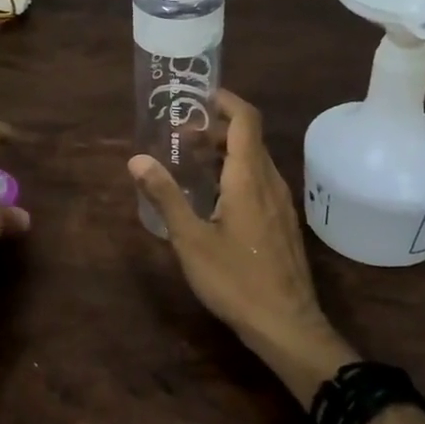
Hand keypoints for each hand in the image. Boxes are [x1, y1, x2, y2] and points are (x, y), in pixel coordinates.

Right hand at [130, 90, 354, 401]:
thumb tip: (136, 160)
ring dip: (225, 151)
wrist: (288, 327)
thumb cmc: (236, 280)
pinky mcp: (282, 223)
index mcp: (250, 177)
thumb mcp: (191, 239)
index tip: (197, 96)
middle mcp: (270, 182)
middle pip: (248, 138)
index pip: (246, 119)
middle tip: (180, 136)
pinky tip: (213, 197)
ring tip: (191, 163)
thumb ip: (165, 196)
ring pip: (255, 160)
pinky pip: (259, 181)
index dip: (225, 100)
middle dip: (216, 127)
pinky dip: (236, 173)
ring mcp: (281, 204)